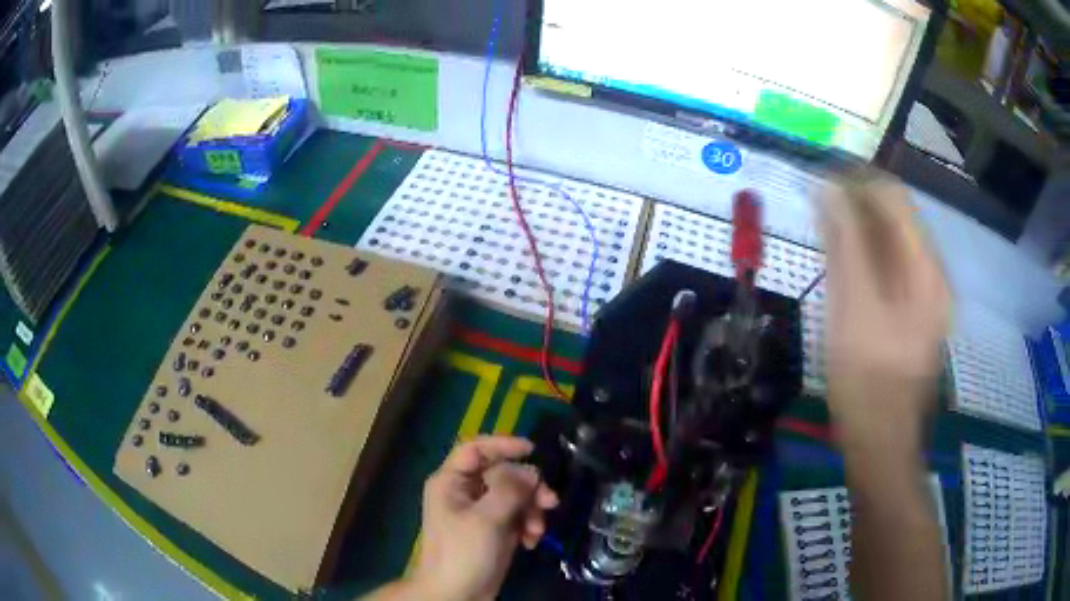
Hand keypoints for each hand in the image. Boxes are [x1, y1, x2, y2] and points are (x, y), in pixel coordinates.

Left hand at [401, 436, 557, 600]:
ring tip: (537, 531)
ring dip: (531, 510)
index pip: (475, 449)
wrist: (457, 595)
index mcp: (451, 482)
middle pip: (502, 473)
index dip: (502, 444)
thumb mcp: (486, 518)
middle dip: (527, 488)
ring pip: (514, 495)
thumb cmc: (463, 553)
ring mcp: (481, 512)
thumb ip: (509, 489)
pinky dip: (527, 525)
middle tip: (550, 501)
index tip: (533, 449)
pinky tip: (530, 542)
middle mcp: (465, 492)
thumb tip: (530, 471)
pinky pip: (517, 516)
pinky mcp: (494, 530)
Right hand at [820, 175, 950, 451]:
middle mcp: (933, 274)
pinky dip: (869, 257)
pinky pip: (894, 266)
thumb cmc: (866, 382)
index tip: (819, 181)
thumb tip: (826, 187)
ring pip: (894, 241)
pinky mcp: (918, 312)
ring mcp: (929, 294)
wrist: (882, 443)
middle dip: (857, 206)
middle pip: (897, 217)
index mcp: (925, 269)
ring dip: (861, 231)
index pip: (894, 196)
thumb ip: (843, 243)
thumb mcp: (851, 308)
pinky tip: (847, 270)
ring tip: (827, 239)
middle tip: (818, 212)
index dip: (856, 181)